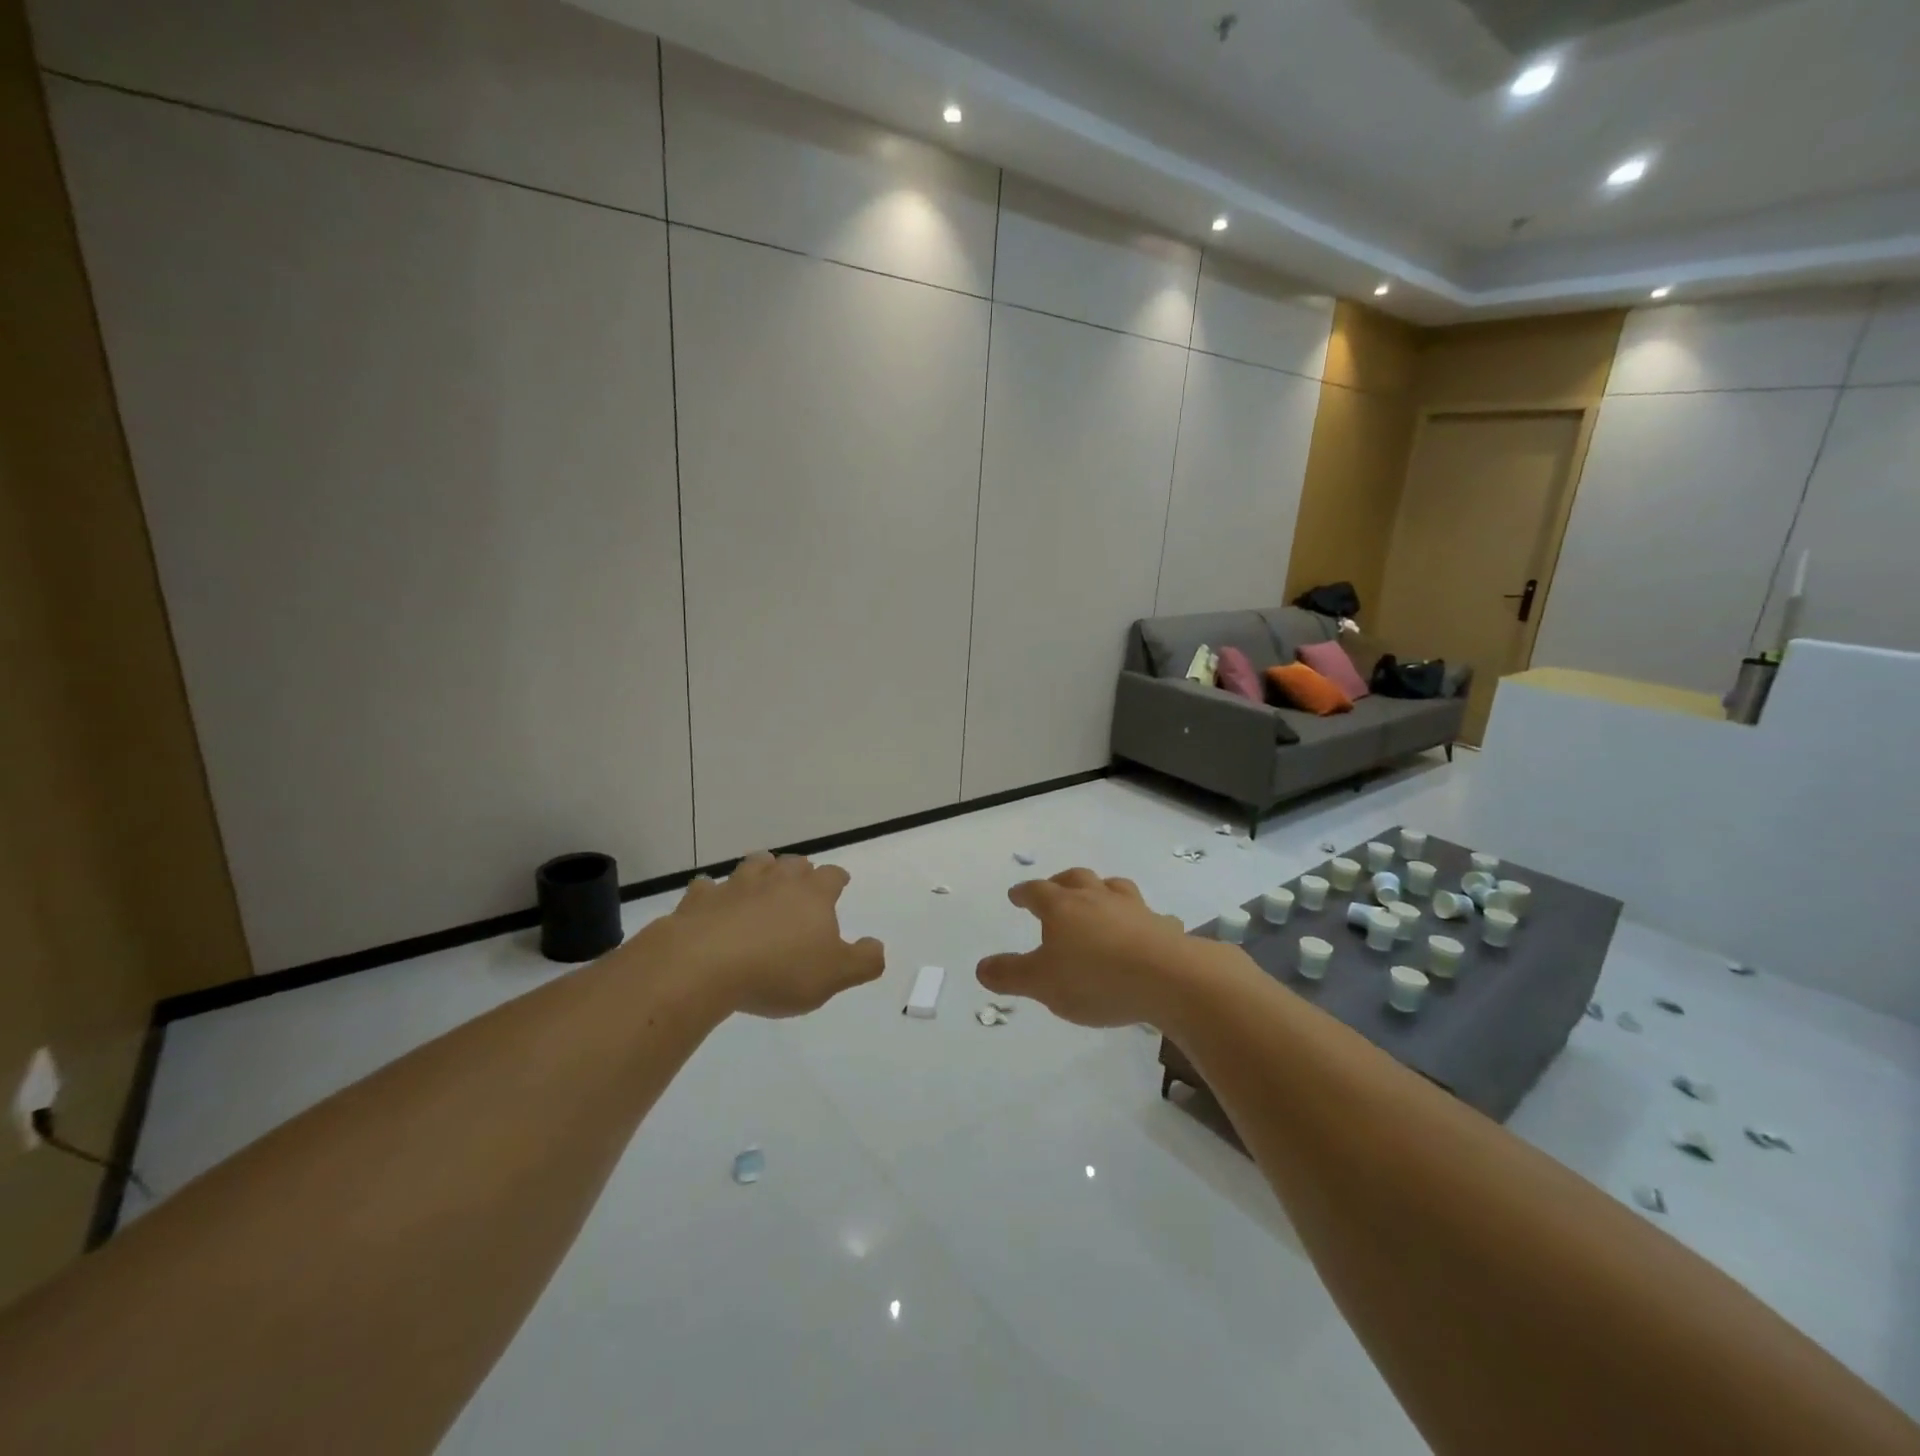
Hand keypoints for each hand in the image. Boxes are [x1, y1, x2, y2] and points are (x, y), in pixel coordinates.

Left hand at [648, 851, 884, 1018]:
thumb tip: (876, 946)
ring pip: (753, 865)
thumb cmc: (778, 970)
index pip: (831, 875)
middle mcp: (776, 881)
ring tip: (762, 882)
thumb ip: (863, 960)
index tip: (840, 882)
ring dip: (761, 870)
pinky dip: (713, 893)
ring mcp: (735, 886)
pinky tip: (713, 903)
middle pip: (793, 863)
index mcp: (812, 894)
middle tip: (802, 883)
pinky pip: (708, 888)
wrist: (704, 966)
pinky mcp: (700, 900)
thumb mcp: (834, 975)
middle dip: (800, 870)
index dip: (837, 878)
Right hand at [976, 869, 1202, 1027]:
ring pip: (1113, 887)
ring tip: (1098, 898)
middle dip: (1061, 882)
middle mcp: (1096, 898)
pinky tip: (1145, 928)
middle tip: (1054, 889)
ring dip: (1101, 889)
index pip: (1036, 891)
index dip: (1023, 892)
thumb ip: (1010, 975)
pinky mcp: (1161, 926)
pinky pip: (1150, 916)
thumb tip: (981, 967)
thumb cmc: (1095, 979)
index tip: (1016, 895)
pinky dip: (1142, 919)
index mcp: (1062, 907)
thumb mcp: (1042, 984)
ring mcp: (1132, 908)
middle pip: (1075, 878)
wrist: (1168, 978)